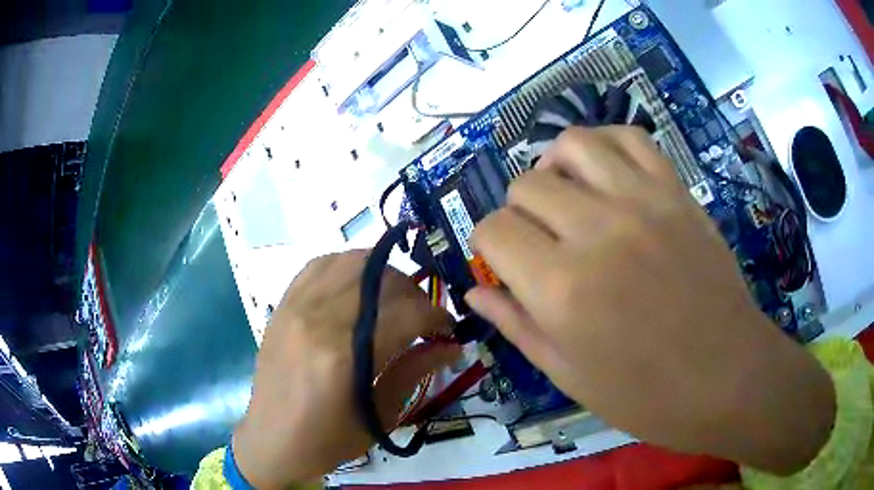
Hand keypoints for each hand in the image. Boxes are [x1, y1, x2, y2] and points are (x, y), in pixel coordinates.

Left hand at [233, 251, 459, 488]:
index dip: (437, 317)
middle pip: (381, 281)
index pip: (406, 314)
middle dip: (414, 294)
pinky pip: (319, 265)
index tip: (448, 330)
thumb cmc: (327, 440)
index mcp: (343, 356)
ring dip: (383, 275)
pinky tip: (358, 288)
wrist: (272, 440)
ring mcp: (295, 306)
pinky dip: (347, 268)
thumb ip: (415, 372)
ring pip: (350, 262)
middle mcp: (317, 319)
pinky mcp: (283, 305)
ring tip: (393, 300)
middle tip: (423, 319)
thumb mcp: (379, 416)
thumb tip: (452, 346)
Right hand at [466, 127, 833, 473]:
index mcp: (561, 288)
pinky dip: (606, 144)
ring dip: (555, 167)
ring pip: (571, 145)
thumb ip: (516, 325)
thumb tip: (474, 291)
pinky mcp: (676, 191)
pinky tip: (605, 173)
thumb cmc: (646, 394)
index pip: (494, 231)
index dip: (488, 246)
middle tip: (540, 242)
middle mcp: (596, 231)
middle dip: (520, 214)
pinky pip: (630, 137)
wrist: (728, 377)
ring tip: (566, 194)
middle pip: (526, 185)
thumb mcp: (569, 375)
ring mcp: (642, 201)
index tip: (504, 264)